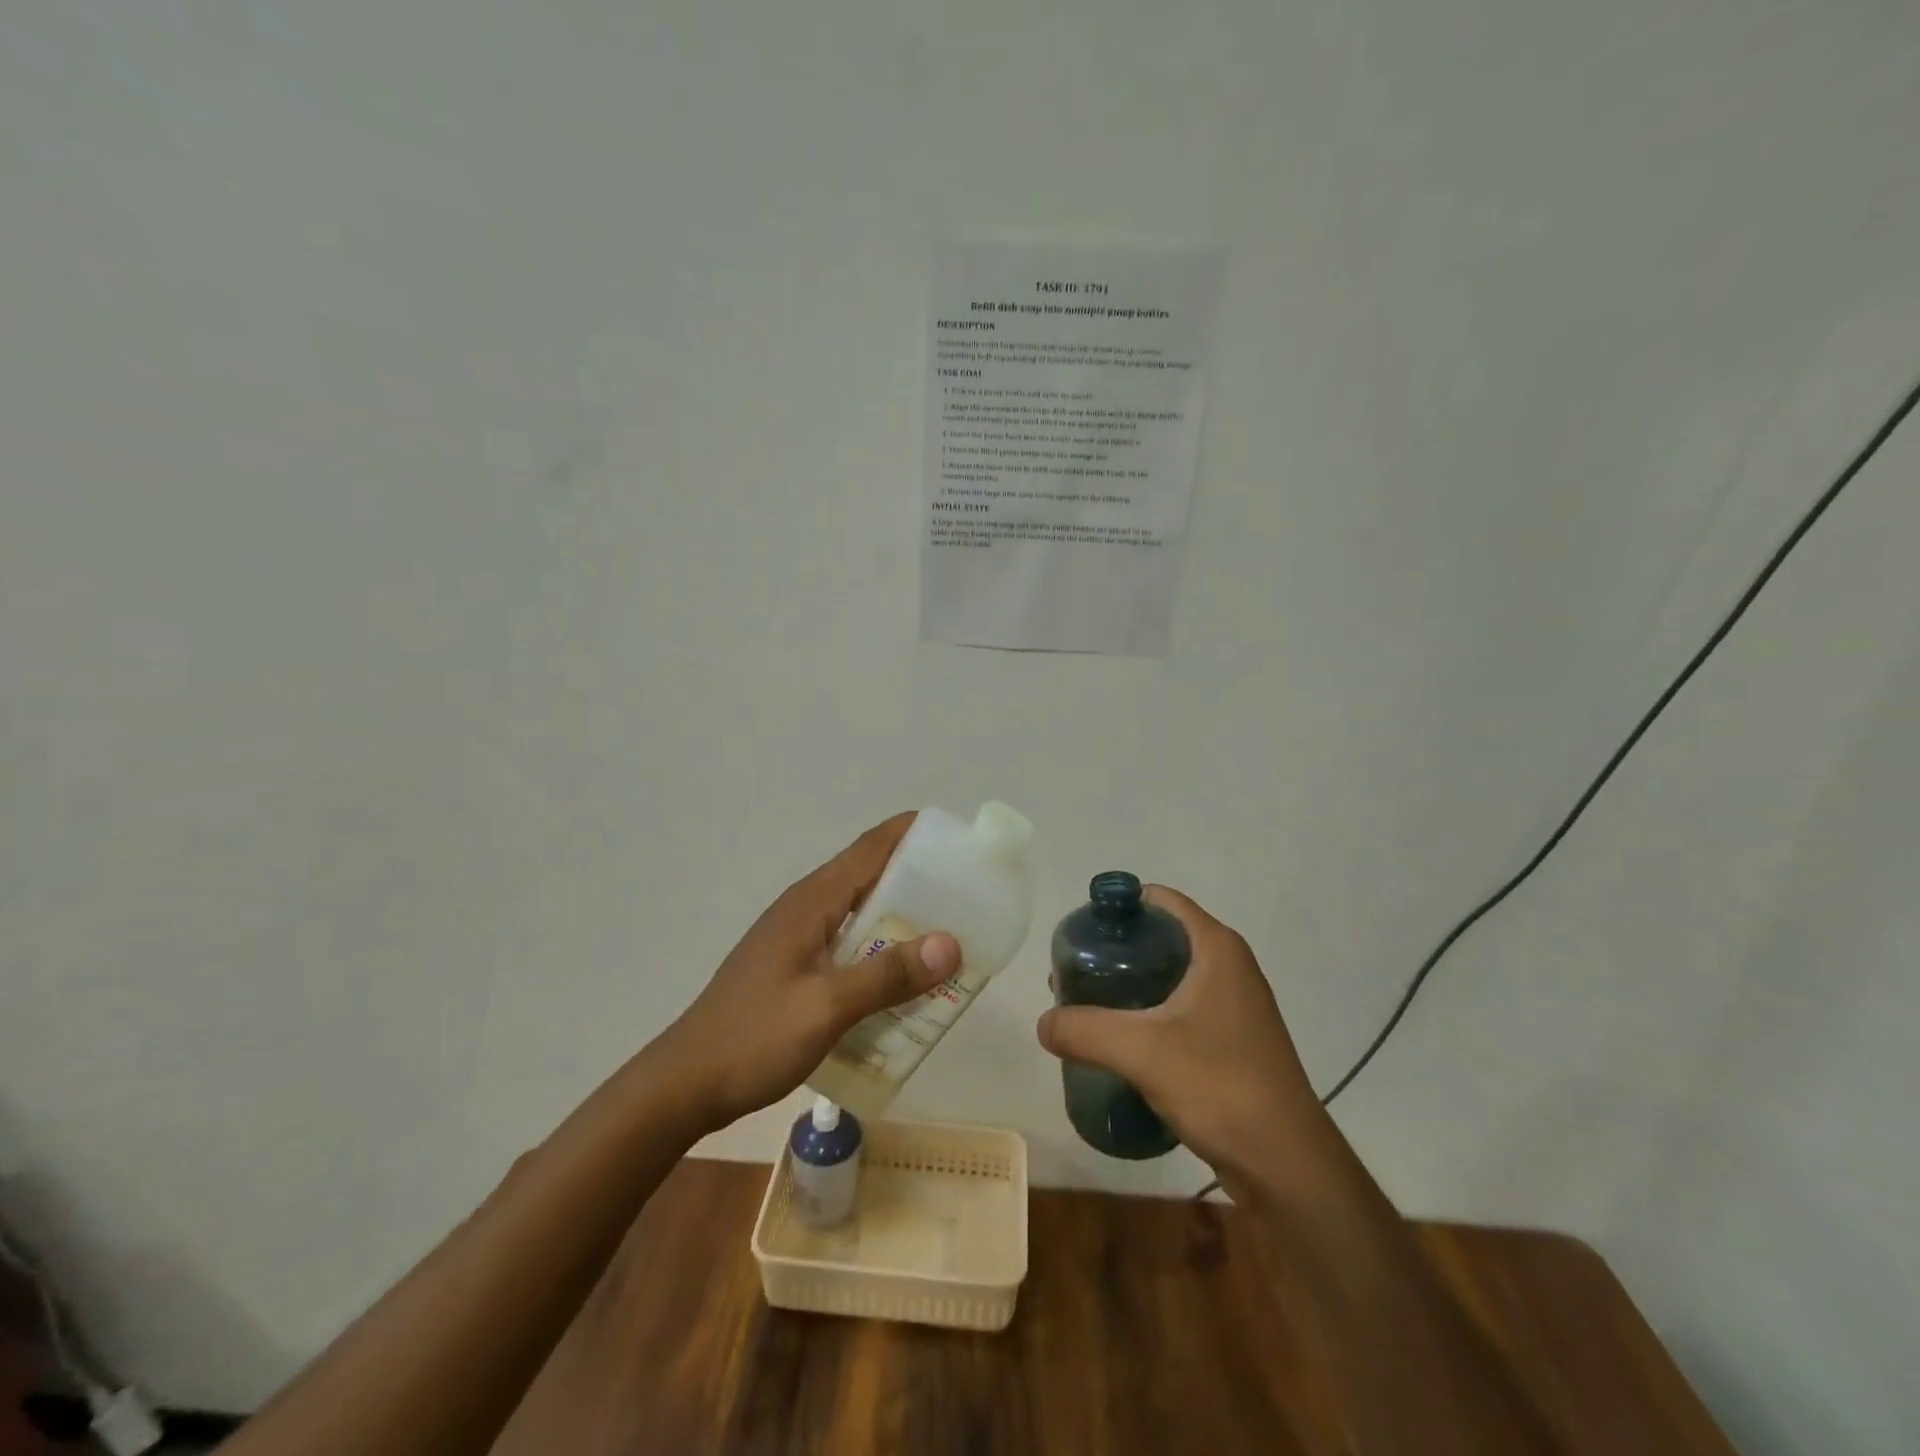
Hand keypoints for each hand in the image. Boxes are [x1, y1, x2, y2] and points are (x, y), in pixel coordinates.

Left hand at [654, 813, 960, 1130]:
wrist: (685, 1083)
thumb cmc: (754, 1037)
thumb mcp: (826, 1007)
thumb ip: (887, 976)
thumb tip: (951, 944)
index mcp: (812, 900)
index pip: (871, 847)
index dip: (914, 834)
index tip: (958, 841)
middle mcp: (807, 908)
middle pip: (871, 877)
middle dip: (920, 882)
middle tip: (969, 899)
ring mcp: (799, 938)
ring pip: (862, 914)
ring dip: (903, 922)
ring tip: (949, 940)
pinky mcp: (796, 966)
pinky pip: (850, 945)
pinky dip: (881, 952)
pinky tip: (903, 982)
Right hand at [1036, 886, 1326, 1177]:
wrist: (1287, 1166)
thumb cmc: (1221, 1087)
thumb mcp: (1142, 1052)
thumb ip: (1085, 1030)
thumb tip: (1043, 1023)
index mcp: (1217, 948)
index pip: (1161, 901)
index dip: (1119, 908)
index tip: (1080, 931)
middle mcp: (1229, 967)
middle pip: (1161, 937)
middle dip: (1115, 951)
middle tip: (1074, 974)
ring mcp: (1234, 1005)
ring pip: (1170, 976)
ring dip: (1129, 986)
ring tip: (1087, 1007)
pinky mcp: (1232, 1040)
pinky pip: (1180, 1009)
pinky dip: (1148, 1014)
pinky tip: (1120, 1041)